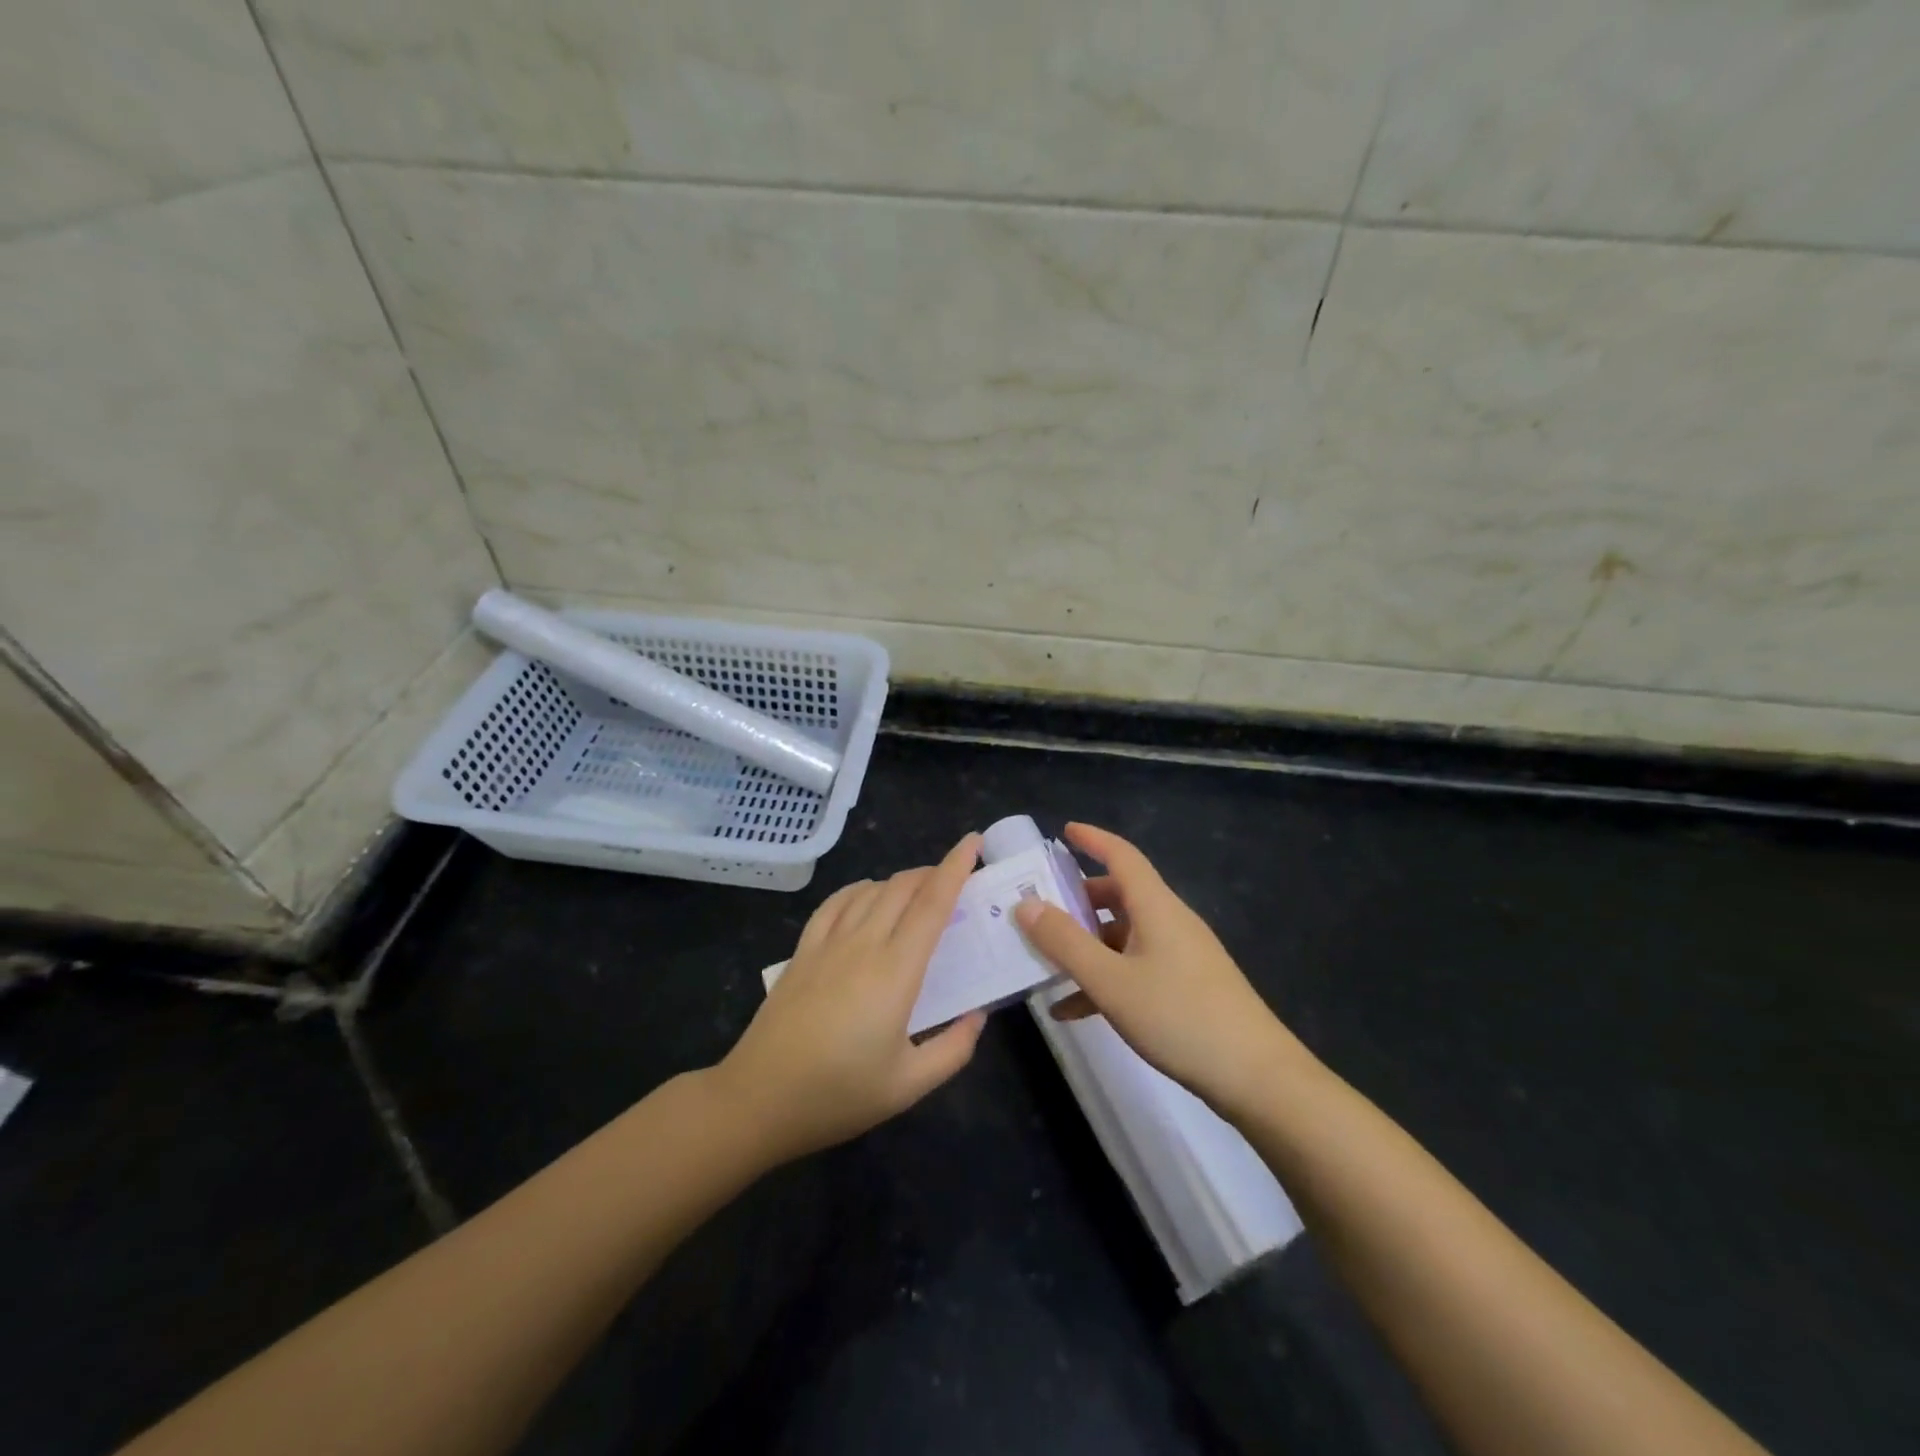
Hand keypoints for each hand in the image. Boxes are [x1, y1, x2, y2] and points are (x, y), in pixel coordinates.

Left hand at [713, 834, 987, 1163]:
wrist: (757, 1099)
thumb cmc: (837, 1095)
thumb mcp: (908, 1087)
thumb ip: (953, 1049)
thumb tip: (978, 1015)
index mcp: (896, 971)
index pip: (932, 904)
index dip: (954, 868)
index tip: (973, 842)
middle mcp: (863, 944)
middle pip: (902, 888)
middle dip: (932, 872)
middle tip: (955, 880)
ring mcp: (827, 944)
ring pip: (870, 891)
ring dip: (899, 882)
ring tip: (917, 891)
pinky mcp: (802, 951)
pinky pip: (835, 903)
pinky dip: (859, 890)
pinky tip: (866, 897)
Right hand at [1014, 822, 1307, 1116]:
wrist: (1256, 1077)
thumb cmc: (1179, 1016)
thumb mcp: (1110, 981)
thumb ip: (1064, 942)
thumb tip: (1025, 904)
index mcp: (1156, 907)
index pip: (1122, 856)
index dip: (1093, 839)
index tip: (1063, 831)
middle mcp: (1169, 922)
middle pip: (1119, 896)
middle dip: (1078, 900)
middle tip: (1041, 908)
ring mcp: (1181, 955)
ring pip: (1123, 936)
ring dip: (1086, 946)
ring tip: (1046, 964)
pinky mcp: (1186, 987)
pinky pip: (1135, 969)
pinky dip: (1105, 979)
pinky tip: (1072, 1010)